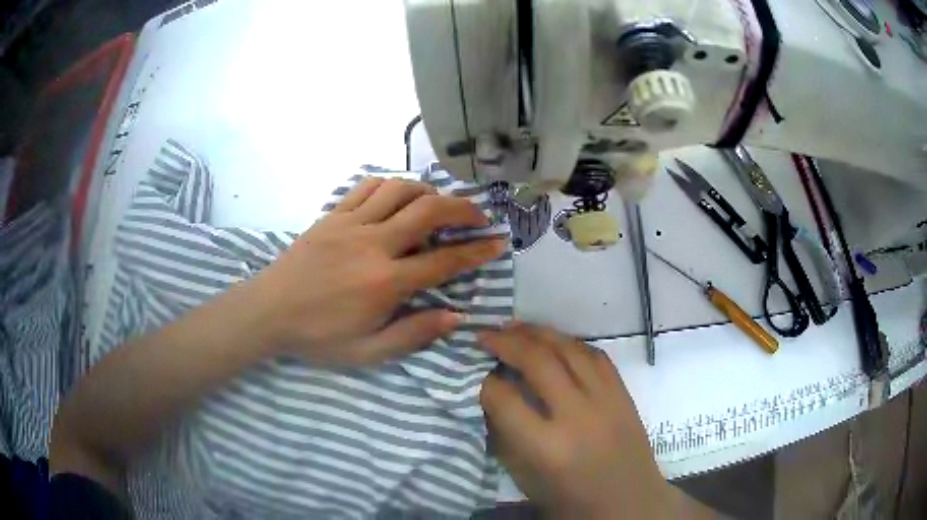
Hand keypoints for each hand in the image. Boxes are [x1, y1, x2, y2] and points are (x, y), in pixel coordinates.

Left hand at [251, 177, 505, 366]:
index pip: (444, 260)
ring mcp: (351, 224)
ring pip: (400, 190)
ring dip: (428, 191)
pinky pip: (367, 187)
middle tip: (479, 215)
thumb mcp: (367, 352)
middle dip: (463, 208)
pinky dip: (390, 184)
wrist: (267, 311)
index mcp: (385, 283)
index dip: (478, 250)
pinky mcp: (332, 215)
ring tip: (439, 203)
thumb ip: (413, 334)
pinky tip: (398, 195)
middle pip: (429, 211)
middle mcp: (374, 245)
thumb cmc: (317, 337)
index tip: (499, 242)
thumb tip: (455, 316)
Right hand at [479, 323, 697, 518]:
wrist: (630, 502)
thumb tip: (492, 397)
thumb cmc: (572, 500)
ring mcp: (606, 400)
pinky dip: (570, 342)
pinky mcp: (623, 393)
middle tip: (486, 335)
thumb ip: (506, 437)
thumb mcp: (526, 479)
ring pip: (569, 348)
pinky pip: (595, 354)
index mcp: (547, 447)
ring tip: (515, 326)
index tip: (477, 375)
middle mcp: (577, 416)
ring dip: (538, 332)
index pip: (505, 399)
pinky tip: (555, 340)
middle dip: (505, 342)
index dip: (484, 382)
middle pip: (538, 361)